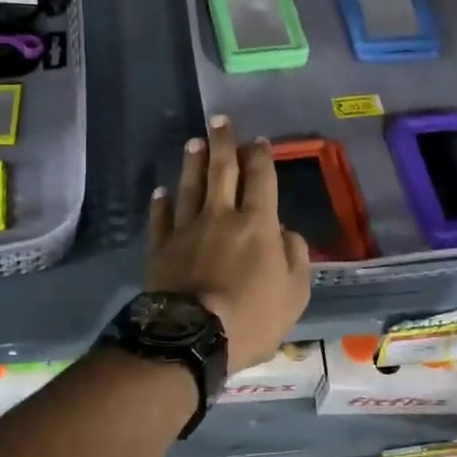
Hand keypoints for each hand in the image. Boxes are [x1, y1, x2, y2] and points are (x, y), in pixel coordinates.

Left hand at [146, 114, 311, 373]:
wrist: (193, 336)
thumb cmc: (252, 317)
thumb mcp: (294, 294)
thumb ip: (295, 257)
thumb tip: (286, 233)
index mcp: (257, 224)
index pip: (261, 180)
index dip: (261, 157)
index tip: (259, 141)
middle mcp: (221, 216)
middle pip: (222, 171)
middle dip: (223, 143)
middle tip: (219, 120)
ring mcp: (187, 228)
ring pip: (190, 186)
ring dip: (192, 163)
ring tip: (194, 142)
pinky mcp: (161, 246)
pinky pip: (161, 218)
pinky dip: (161, 202)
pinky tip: (161, 191)